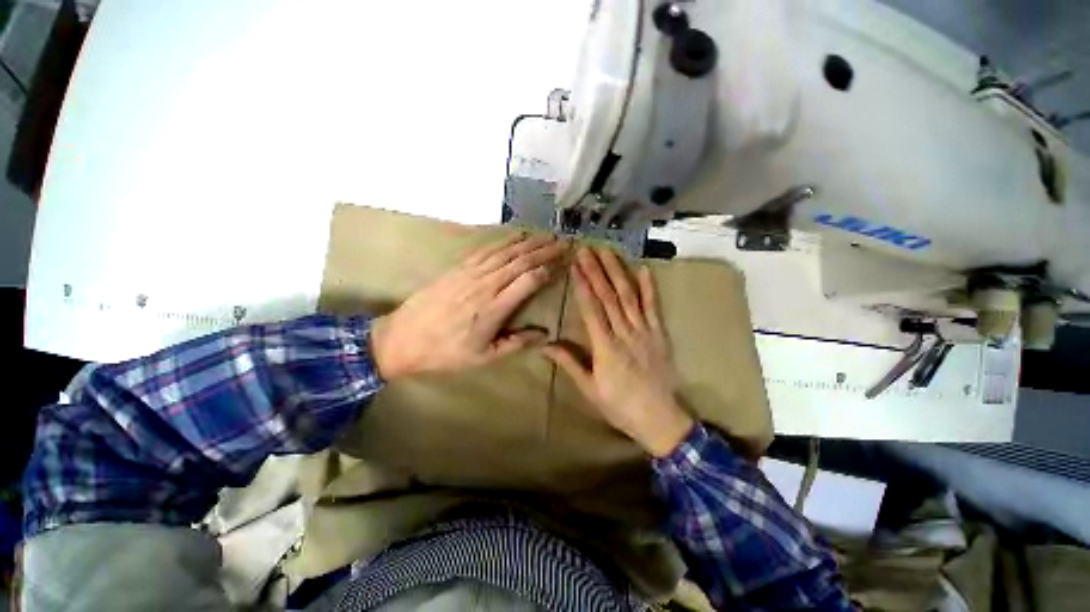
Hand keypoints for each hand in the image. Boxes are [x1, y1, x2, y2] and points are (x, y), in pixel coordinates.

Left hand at [371, 233, 566, 379]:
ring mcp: (470, 273)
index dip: (547, 270)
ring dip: (527, 242)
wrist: (404, 338)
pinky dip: (503, 241)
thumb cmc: (446, 352)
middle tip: (562, 242)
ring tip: (545, 235)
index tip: (562, 263)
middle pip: (520, 261)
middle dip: (544, 250)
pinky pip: (485, 249)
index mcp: (495, 308)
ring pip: (505, 252)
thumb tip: (544, 334)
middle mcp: (486, 285)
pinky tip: (514, 235)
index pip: (529, 281)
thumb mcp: (484, 357)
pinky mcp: (458, 268)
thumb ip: (516, 344)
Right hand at [542, 248, 694, 456]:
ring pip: (629, 296)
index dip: (583, 285)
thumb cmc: (619, 405)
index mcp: (605, 347)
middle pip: (609, 297)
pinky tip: (644, 269)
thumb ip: (569, 363)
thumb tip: (545, 345)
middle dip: (597, 271)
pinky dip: (650, 288)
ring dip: (618, 272)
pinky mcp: (659, 334)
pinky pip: (654, 307)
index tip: (575, 265)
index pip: (591, 309)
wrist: (659, 419)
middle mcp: (624, 333)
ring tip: (608, 252)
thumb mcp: (589, 389)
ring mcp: (645, 331)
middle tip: (587, 249)